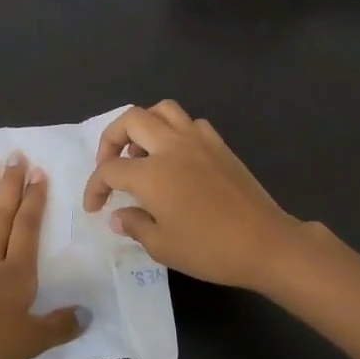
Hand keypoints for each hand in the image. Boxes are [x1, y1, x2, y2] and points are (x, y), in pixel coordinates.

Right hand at [81, 101, 311, 292]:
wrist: (265, 242)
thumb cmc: (210, 249)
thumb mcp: (163, 246)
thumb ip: (135, 225)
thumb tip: (119, 215)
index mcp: (151, 173)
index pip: (110, 169)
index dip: (95, 186)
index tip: (94, 207)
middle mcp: (171, 146)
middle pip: (130, 120)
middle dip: (111, 139)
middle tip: (112, 166)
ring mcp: (198, 140)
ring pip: (162, 109)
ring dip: (144, 125)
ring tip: (143, 152)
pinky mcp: (220, 145)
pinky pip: (190, 123)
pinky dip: (175, 131)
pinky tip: (177, 157)